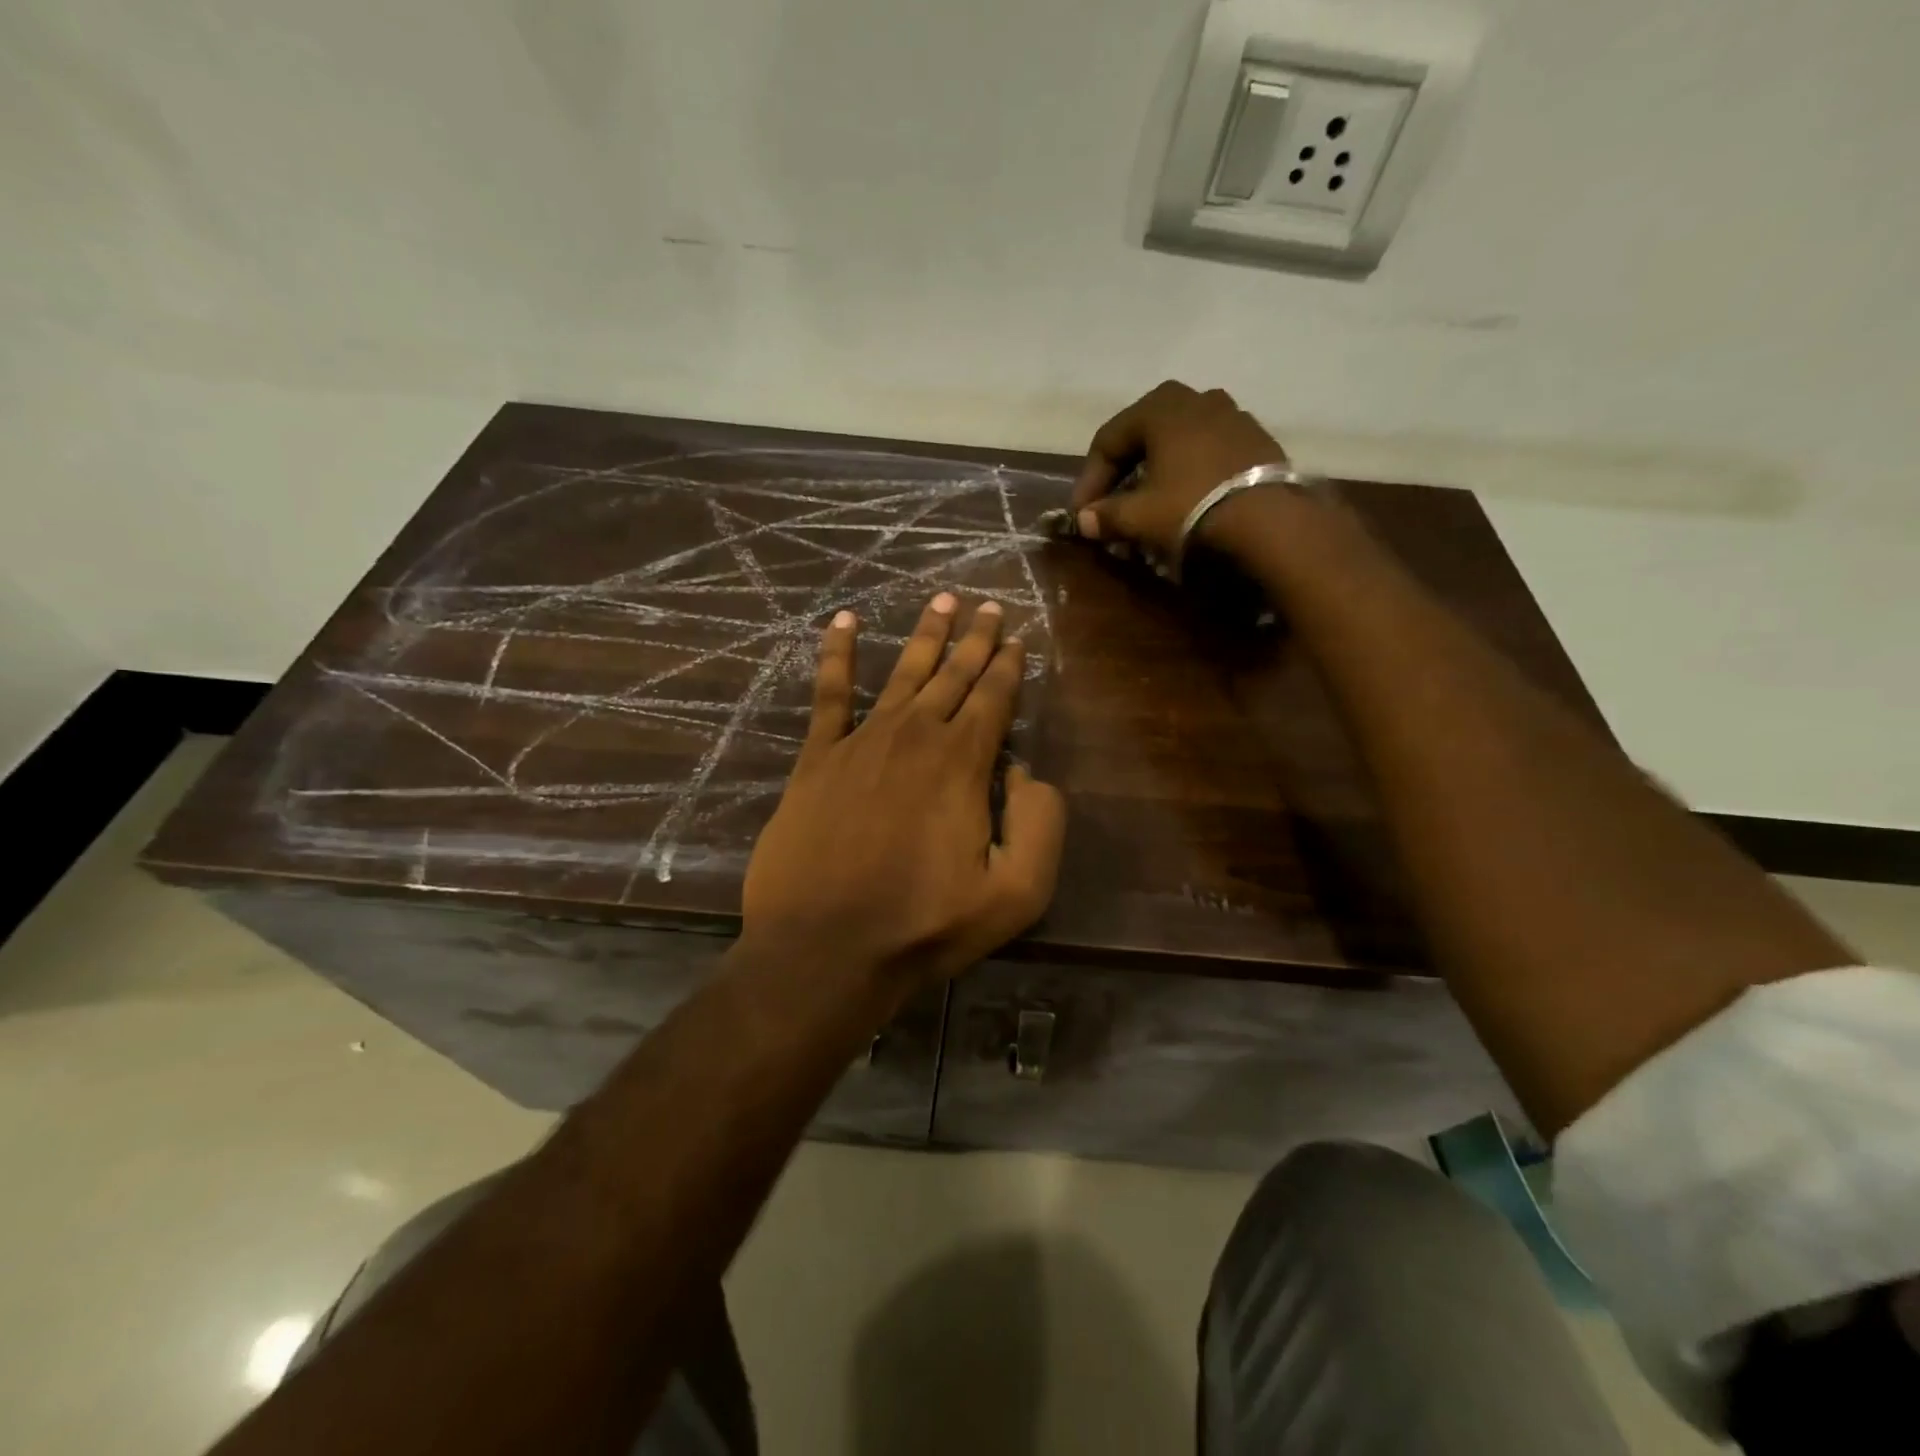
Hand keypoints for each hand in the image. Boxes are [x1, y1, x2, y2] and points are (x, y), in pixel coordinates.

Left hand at [742, 594, 1066, 1000]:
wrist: (825, 949)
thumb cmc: (924, 926)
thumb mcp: (1016, 893)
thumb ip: (1041, 824)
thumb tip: (1027, 773)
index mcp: (963, 763)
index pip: (994, 698)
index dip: (1009, 666)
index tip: (1017, 637)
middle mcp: (915, 736)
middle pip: (953, 674)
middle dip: (975, 638)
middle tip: (988, 605)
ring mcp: (862, 742)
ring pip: (903, 672)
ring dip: (926, 634)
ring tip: (942, 598)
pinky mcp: (817, 759)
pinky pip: (830, 694)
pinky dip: (837, 654)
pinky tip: (843, 621)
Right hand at [1070, 381, 1288, 558]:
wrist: (1269, 521)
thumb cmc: (1190, 508)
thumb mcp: (1138, 516)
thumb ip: (1105, 515)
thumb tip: (1083, 520)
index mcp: (1161, 407)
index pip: (1108, 439)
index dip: (1089, 479)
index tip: (1082, 513)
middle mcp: (1197, 399)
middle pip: (1144, 434)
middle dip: (1123, 471)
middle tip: (1112, 503)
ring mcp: (1233, 416)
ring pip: (1179, 442)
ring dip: (1157, 471)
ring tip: (1150, 503)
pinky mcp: (1257, 440)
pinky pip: (1209, 453)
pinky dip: (1189, 473)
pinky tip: (1187, 500)